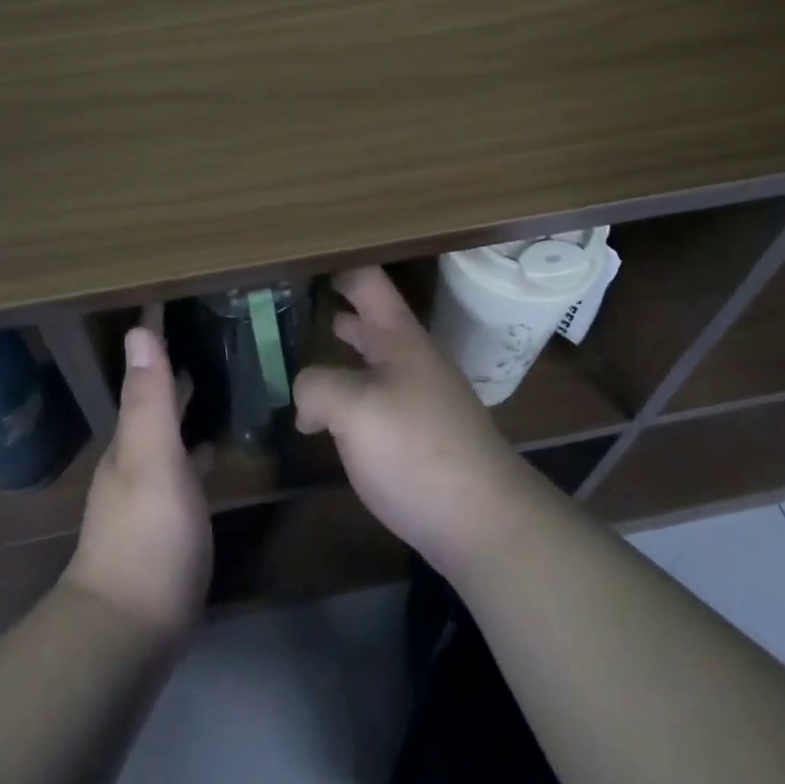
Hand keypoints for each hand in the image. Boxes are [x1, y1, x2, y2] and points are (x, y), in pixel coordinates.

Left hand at [63, 325, 211, 641]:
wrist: (129, 632)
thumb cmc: (147, 537)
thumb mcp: (152, 460)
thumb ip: (149, 399)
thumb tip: (139, 329)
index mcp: (130, 439)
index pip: (145, 376)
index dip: (156, 341)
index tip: (172, 303)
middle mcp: (133, 459)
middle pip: (155, 403)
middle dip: (173, 370)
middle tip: (206, 334)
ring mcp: (147, 493)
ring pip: (167, 433)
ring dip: (183, 404)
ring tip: (212, 377)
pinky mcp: (165, 522)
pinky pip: (181, 465)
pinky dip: (193, 445)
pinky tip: (210, 446)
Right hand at [294, 267, 543, 575]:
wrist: (483, 520)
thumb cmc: (415, 448)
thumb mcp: (352, 408)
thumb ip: (317, 387)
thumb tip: (307, 401)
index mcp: (399, 338)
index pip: (369, 282)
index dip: (340, 268)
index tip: (306, 263)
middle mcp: (415, 359)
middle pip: (374, 319)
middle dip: (341, 309)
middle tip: (301, 303)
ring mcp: (424, 398)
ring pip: (377, 361)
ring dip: (347, 352)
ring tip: (313, 349)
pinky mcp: (425, 435)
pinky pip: (382, 398)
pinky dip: (355, 393)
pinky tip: (336, 416)